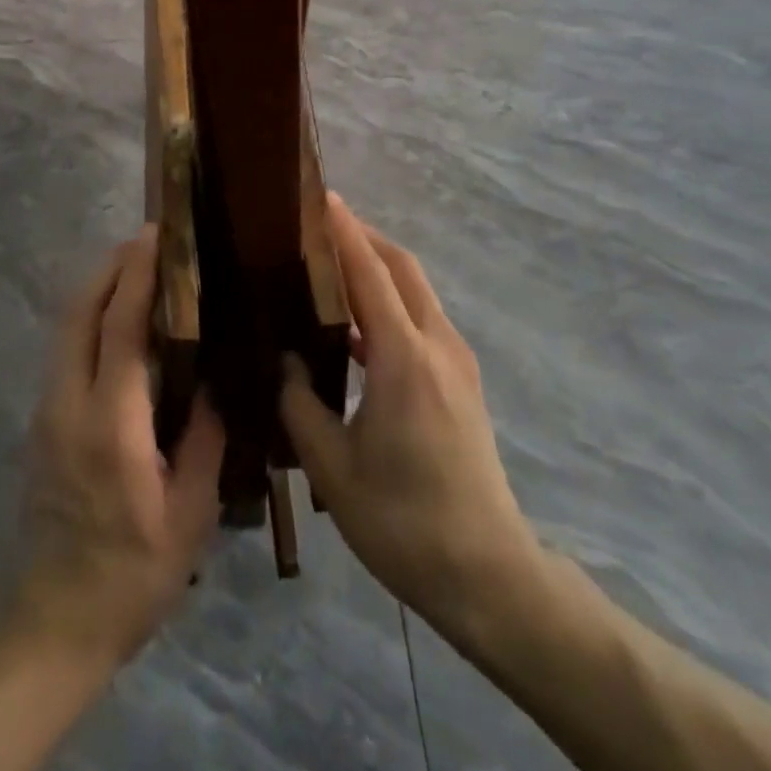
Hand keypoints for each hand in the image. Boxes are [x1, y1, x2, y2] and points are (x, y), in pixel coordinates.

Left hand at [12, 225, 225, 672]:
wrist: (56, 621)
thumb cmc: (133, 574)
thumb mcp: (189, 515)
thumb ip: (205, 440)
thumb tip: (215, 383)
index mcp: (111, 423)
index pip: (120, 328)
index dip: (136, 276)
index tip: (154, 238)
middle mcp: (69, 403)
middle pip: (78, 313)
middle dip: (108, 269)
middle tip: (145, 243)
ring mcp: (48, 412)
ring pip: (65, 329)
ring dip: (96, 291)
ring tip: (136, 271)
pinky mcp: (43, 423)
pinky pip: (65, 352)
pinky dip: (90, 321)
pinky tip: (120, 325)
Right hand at [280, 196, 546, 648]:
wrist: (487, 574)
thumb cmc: (403, 521)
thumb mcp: (332, 468)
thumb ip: (299, 404)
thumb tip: (284, 362)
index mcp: (404, 358)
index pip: (371, 272)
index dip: (345, 230)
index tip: (320, 196)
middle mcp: (437, 346)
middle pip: (402, 267)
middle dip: (364, 236)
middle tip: (318, 223)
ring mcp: (456, 362)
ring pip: (415, 291)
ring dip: (377, 267)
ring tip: (329, 264)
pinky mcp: (460, 381)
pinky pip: (421, 320)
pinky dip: (389, 302)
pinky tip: (353, 325)